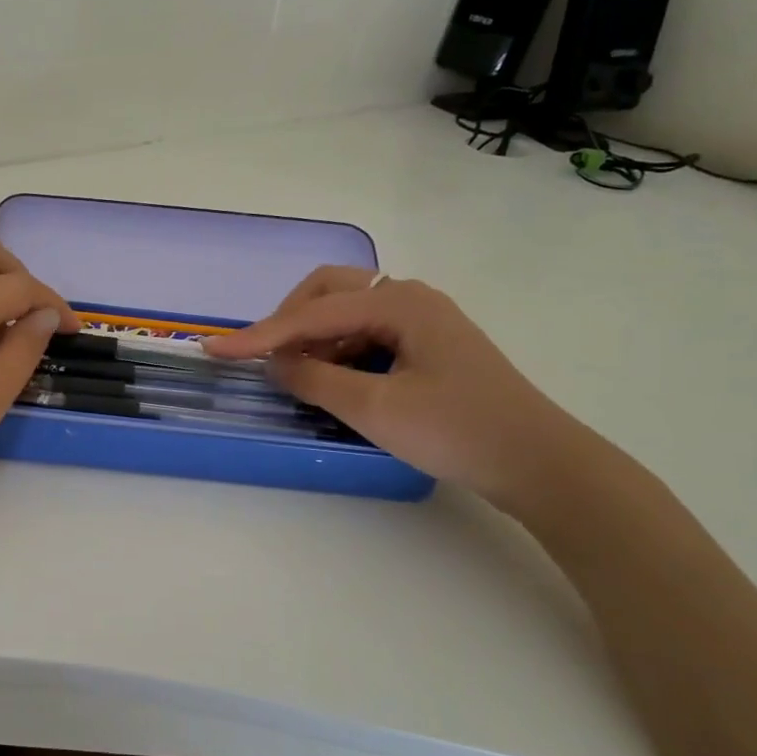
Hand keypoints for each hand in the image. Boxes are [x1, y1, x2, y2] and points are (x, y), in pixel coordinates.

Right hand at [203, 267, 600, 511]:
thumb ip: (315, 380)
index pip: (312, 314)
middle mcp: (410, 298)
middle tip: (265, 356)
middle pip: (330, 291)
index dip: (260, 335)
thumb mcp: (375, 409)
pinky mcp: (429, 344)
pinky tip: (332, 379)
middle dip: (290, 319)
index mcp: (399, 303)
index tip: (215, 350)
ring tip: (296, 374)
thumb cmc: (457, 431)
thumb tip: (275, 365)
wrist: (541, 464)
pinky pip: (368, 332)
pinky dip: (340, 350)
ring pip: (348, 311)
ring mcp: (423, 319)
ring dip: (315, 336)